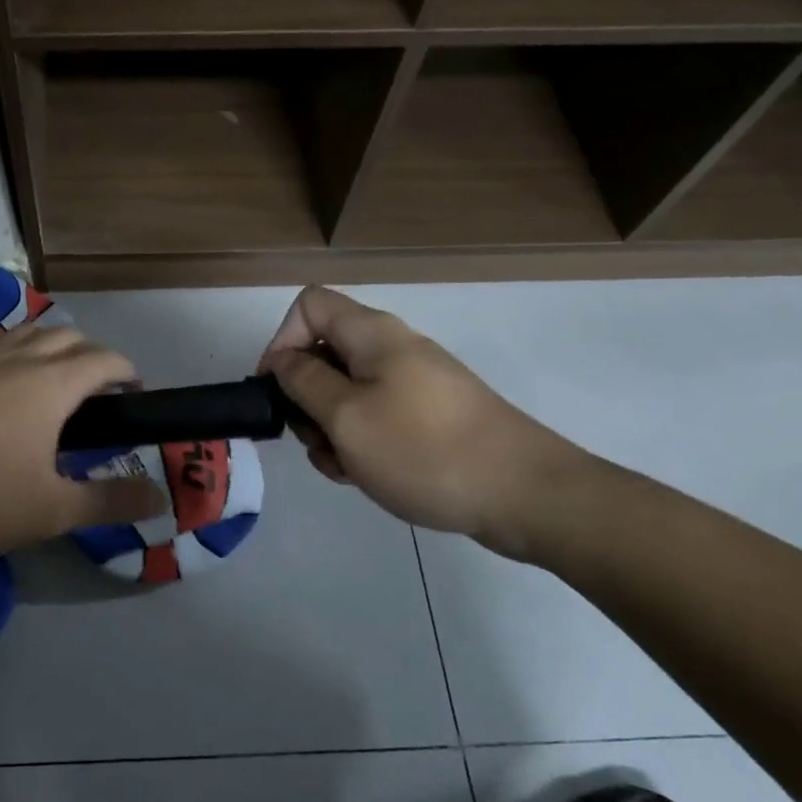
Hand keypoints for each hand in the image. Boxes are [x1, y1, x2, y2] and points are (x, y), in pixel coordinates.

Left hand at [0, 325, 167, 561]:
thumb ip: (109, 502)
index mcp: (51, 384)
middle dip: (93, 356)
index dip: (127, 372)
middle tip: (100, 395)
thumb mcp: (51, 511)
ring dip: (54, 348)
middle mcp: (18, 359)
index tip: (135, 395)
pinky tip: (6, 393)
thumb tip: (159, 499)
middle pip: (68, 336)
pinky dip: (19, 355)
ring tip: (56, 385)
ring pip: (29, 334)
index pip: (104, 359)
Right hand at [258, 287, 590, 557]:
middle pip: (325, 352)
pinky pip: (376, 417)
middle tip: (312, 439)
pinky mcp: (429, 417)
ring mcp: (414, 384)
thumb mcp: (347, 418)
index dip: (282, 340)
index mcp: (372, 334)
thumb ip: (303, 382)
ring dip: (330, 428)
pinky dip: (360, 441)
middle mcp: (393, 349)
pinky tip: (364, 476)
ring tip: (342, 467)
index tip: (277, 390)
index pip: (308, 306)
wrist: (525, 495)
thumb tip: (282, 359)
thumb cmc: (424, 450)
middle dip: (305, 396)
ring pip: (347, 392)